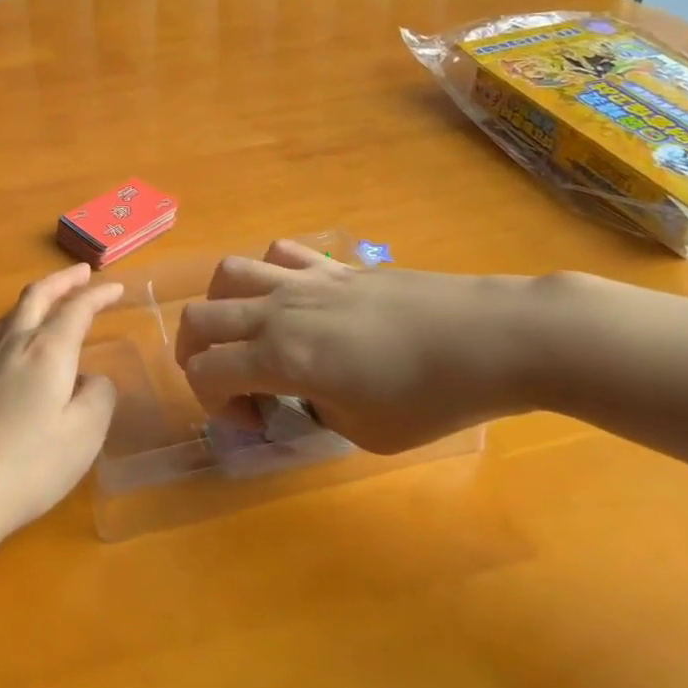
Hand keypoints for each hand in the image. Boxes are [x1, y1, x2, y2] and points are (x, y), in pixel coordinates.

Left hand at [0, 264, 121, 564]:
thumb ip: (98, 397)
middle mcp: (15, 345)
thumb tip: (91, 379)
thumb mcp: (84, 435)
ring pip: (13, 311)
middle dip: (62, 280)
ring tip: (52, 298)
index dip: (98, 295)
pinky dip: (19, 319)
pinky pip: (0, 332)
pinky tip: (21, 340)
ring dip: (38, 296)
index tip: (117, 287)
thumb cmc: (29, 465)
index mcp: (47, 350)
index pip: (76, 309)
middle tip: (83, 273)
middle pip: (37, 297)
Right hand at [174, 240, 552, 453]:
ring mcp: (303, 280)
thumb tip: (305, 393)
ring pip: (228, 274)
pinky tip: (292, 298)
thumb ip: (317, 412)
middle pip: (199, 317)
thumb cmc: (432, 398)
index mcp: (280, 358)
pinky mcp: (332, 266)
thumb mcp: (366, 433)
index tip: (252, 421)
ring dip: (220, 306)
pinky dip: (268, 274)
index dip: (211, 402)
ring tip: (246, 331)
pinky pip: (278, 254)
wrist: (491, 338)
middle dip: (196, 354)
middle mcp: (278, 312)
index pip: (205, 371)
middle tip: (230, 382)